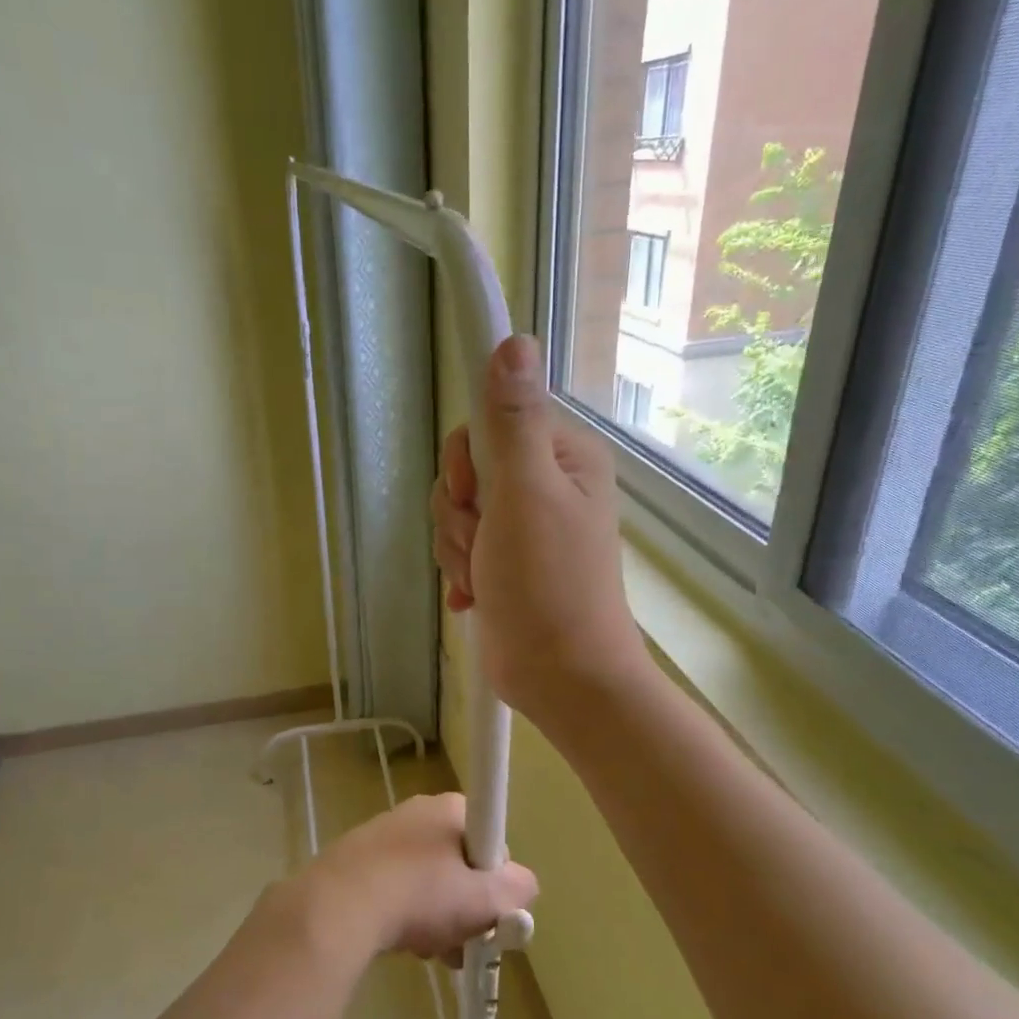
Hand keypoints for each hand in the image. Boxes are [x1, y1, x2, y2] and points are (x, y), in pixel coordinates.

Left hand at [298, 794, 537, 960]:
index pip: (491, 839)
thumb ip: (517, 890)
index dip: (496, 878)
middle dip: (465, 906)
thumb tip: (524, 887)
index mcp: (449, 808)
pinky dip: (404, 917)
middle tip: (464, 939)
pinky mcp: (354, 862)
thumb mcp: (485, 897)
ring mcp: (382, 836)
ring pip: (427, 882)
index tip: (490, 910)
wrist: (338, 906)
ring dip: (436, 919)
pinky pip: (395, 890)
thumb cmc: (420, 893)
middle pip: (458, 863)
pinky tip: (402, 944)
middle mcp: (416, 812)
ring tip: (431, 950)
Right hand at [430, 335, 649, 727]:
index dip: (467, 462)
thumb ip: (513, 421)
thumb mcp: (525, 495)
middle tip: (484, 547)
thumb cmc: (547, 585)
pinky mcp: (505, 563)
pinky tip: (475, 598)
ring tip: (484, 580)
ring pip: (457, 514)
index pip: (488, 424)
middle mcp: (545, 484)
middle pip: (466, 472)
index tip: (475, 495)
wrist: (561, 678)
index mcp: (562, 456)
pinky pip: (461, 548)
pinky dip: (462, 573)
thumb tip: (514, 340)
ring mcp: (524, 528)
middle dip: (460, 516)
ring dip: (458, 550)